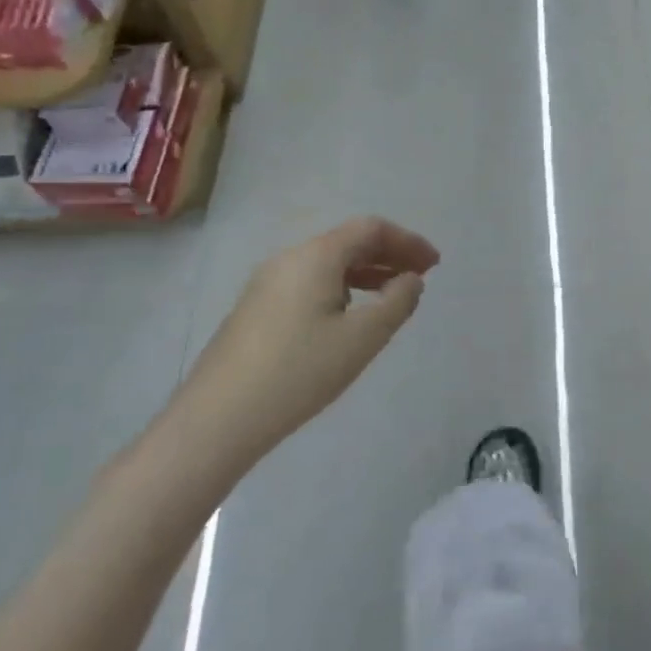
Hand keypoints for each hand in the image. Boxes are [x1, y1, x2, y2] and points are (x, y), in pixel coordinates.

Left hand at [179, 217, 440, 464]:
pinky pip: (308, 283)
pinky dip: (340, 288)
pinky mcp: (254, 310)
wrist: (216, 421)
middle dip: (389, 255)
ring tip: (391, 297)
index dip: (408, 241)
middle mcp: (288, 259)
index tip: (434, 264)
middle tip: (420, 278)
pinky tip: (349, 318)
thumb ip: (398, 302)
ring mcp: (266, 284)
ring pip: (327, 264)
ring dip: (365, 273)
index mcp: (315, 256)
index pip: (370, 229)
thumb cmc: (298, 372)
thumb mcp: (362, 338)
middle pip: (347, 242)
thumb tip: (410, 279)